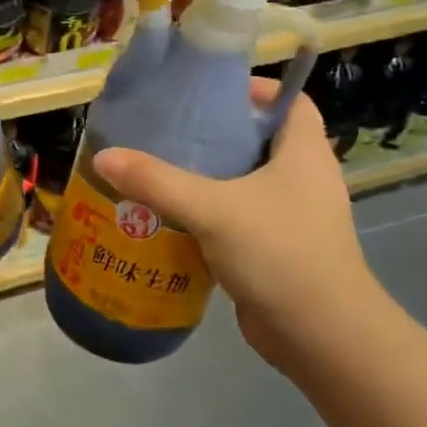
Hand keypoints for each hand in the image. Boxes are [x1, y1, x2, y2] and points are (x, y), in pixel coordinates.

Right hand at [93, 80, 384, 372]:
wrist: (323, 338)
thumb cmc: (279, 253)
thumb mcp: (212, 209)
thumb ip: (157, 181)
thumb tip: (104, 157)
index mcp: (304, 152)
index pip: (289, 100)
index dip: (256, 89)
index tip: (209, 93)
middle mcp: (306, 179)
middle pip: (263, 140)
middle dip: (220, 134)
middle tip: (171, 131)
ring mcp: (296, 218)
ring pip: (250, 183)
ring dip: (212, 178)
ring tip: (163, 171)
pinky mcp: (281, 251)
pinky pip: (243, 220)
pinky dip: (214, 216)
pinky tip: (174, 220)